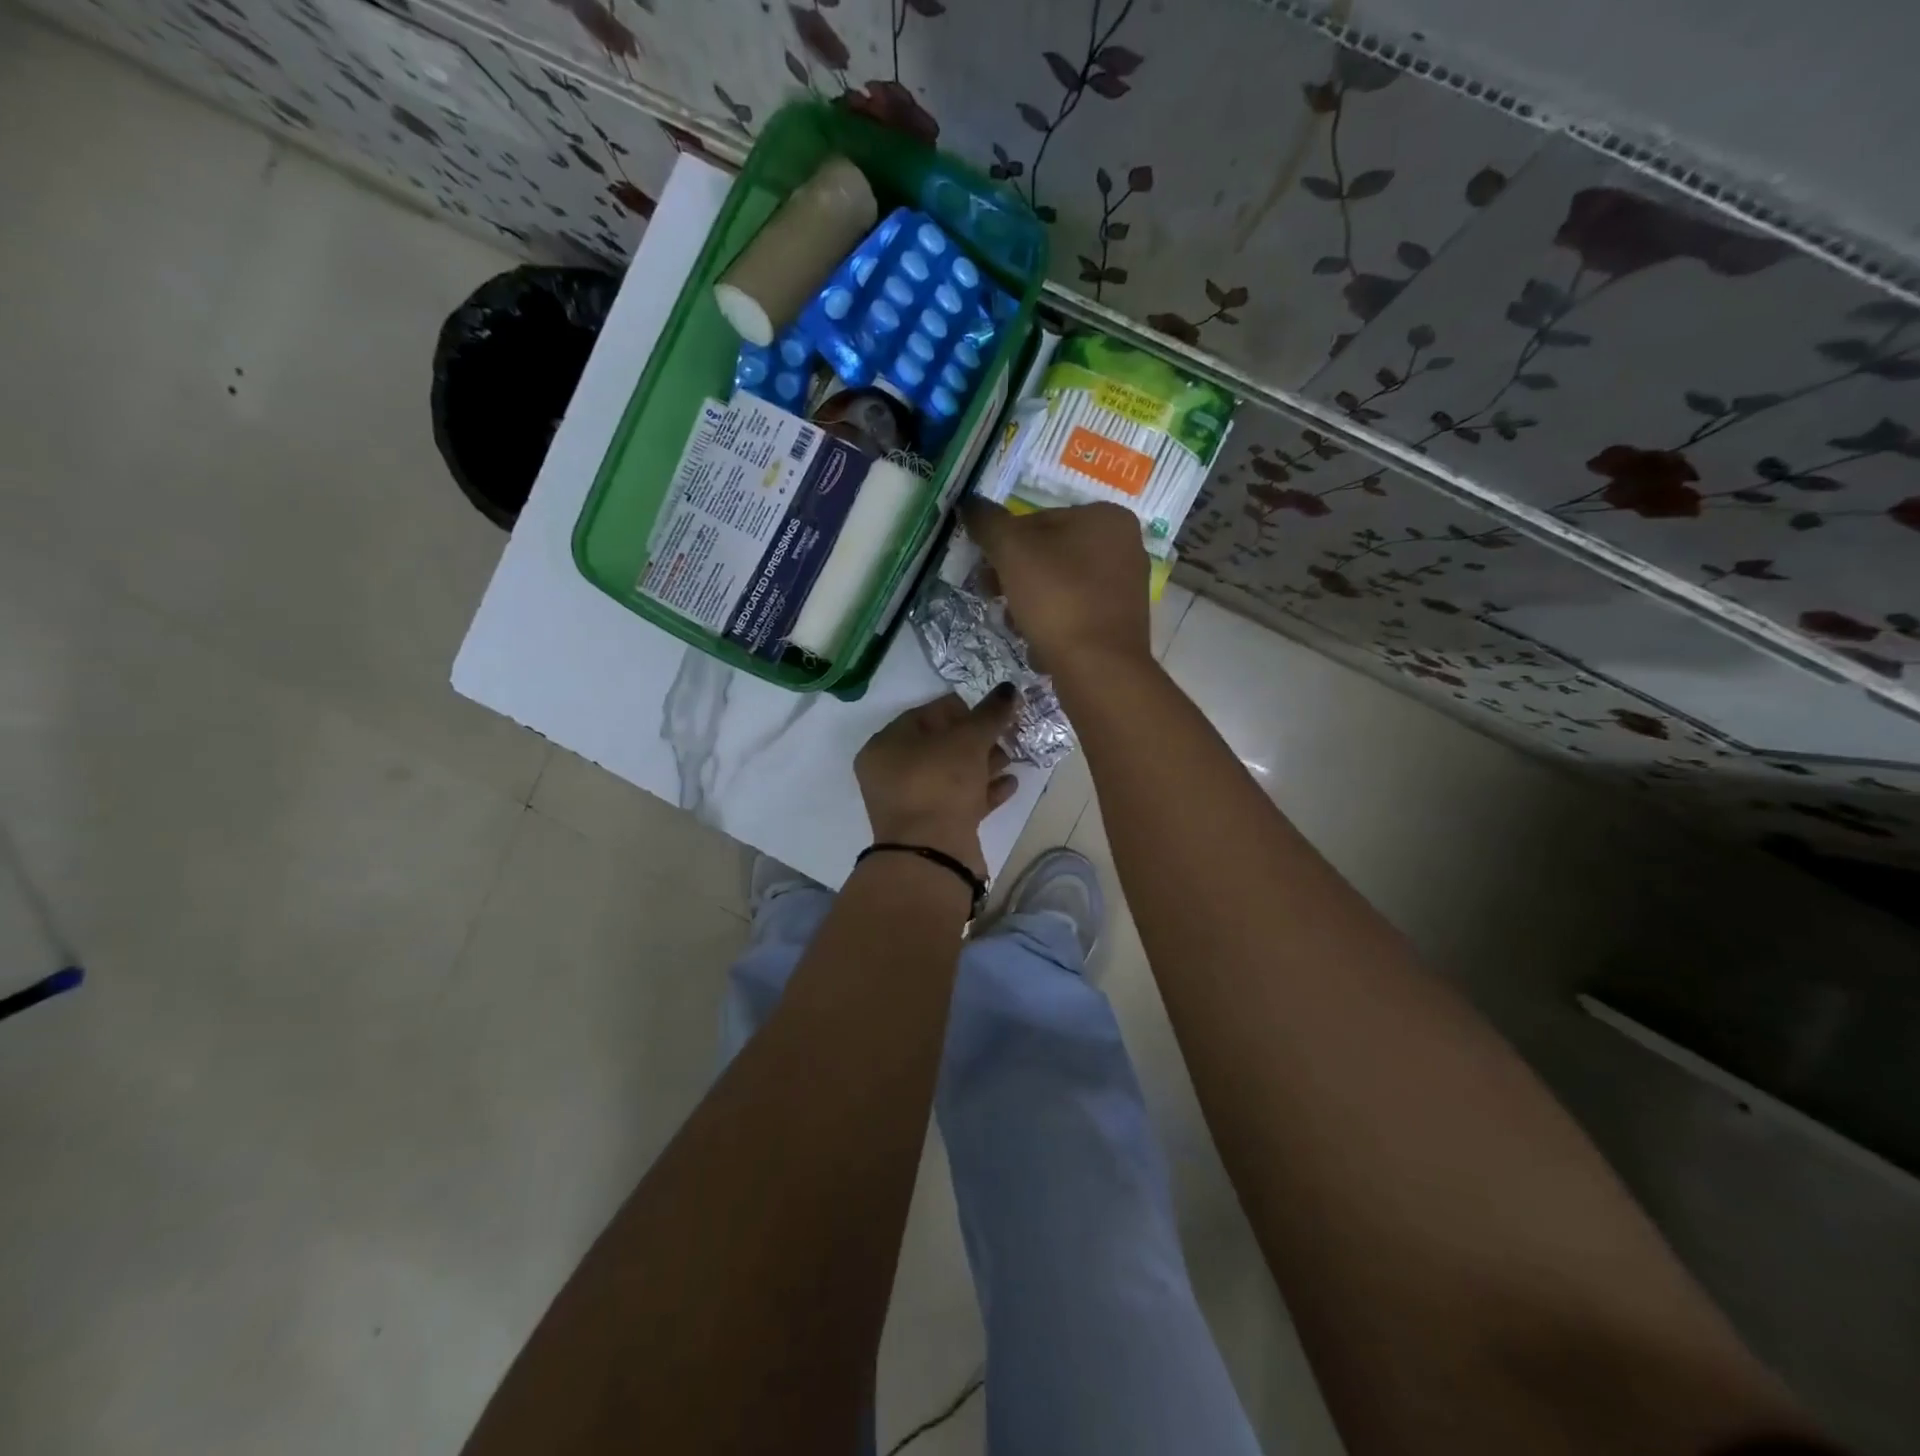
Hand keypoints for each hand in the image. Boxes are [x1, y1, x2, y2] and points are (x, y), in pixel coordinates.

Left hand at [855, 686, 1020, 876]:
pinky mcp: (933, 828)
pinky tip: (1010, 784)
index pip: (924, 715)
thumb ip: (989, 714)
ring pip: (951, 775)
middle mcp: (892, 774)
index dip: (959, 707)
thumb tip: (1009, 689)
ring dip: (983, 764)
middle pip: (939, 746)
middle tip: (1006, 730)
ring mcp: (912, 804)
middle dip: (975, 738)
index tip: (990, 707)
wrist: (932, 856)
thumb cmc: (940, 785)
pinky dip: (983, 791)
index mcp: (886, 746)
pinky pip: (960, 801)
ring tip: (1013, 755)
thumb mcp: (968, 741)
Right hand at [959, 500, 1150, 672]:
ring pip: (1061, 586)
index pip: (1039, 520)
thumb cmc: (1057, 598)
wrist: (1098, 668)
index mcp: (1107, 517)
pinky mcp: (1121, 624)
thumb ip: (987, 522)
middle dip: (1015, 577)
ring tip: (1014, 626)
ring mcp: (1127, 588)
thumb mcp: (1011, 551)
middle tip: (992, 597)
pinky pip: (1076, 614)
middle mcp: (1125, 546)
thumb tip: (969, 503)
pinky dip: (1054, 625)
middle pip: (1051, 554)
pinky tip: (1038, 645)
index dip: (1005, 544)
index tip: (986, 570)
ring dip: (1029, 604)